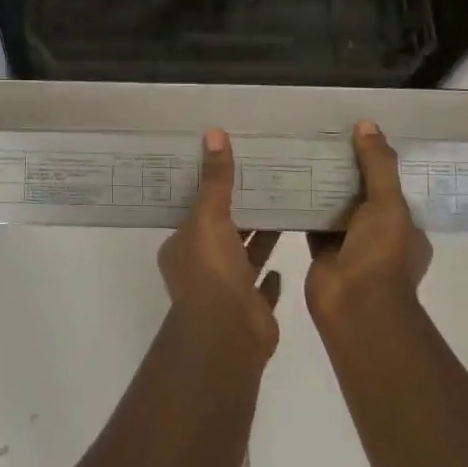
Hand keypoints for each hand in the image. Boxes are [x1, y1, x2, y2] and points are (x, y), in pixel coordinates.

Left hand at [159, 130, 281, 356]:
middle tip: (264, 181)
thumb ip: (216, 179)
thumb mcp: (210, 216)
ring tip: (282, 207)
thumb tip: (213, 132)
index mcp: (182, 247)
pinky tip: (285, 256)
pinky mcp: (251, 309)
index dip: (210, 192)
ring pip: (243, 256)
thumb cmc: (211, 270)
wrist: (229, 334)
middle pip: (222, 232)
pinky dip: (270, 274)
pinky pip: (262, 286)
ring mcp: (226, 291)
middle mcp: (200, 268)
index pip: (195, 212)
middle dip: (239, 212)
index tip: (230, 170)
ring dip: (258, 238)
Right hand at [307, 121, 432, 325]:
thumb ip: (378, 165)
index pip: (393, 188)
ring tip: (302, 153)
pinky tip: (286, 182)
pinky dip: (302, 206)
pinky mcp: (322, 253)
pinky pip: (312, 222)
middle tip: (324, 140)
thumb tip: (367, 124)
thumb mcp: (388, 203)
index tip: (359, 137)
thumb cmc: (381, 254)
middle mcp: (380, 236)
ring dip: (322, 188)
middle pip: (362, 196)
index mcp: (406, 228)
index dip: (378, 164)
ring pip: (336, 208)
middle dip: (346, 173)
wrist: (355, 306)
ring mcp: (351, 246)